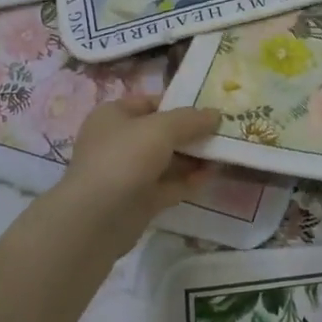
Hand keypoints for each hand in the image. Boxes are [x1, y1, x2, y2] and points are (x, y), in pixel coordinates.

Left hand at [55, 94, 221, 233]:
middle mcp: (118, 142)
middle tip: (224, 131)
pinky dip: (188, 181)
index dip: (180, 103)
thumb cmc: (124, 158)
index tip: (210, 108)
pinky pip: (168, 185)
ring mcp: (128, 173)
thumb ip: (190, 119)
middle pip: (162, 132)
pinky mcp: (138, 201)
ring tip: (224, 153)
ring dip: (193, 158)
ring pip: (167, 160)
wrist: (97, 219)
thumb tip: (216, 114)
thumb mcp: (162, 128)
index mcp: (114, 116)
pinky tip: (211, 176)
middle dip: (191, 133)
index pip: (151, 103)